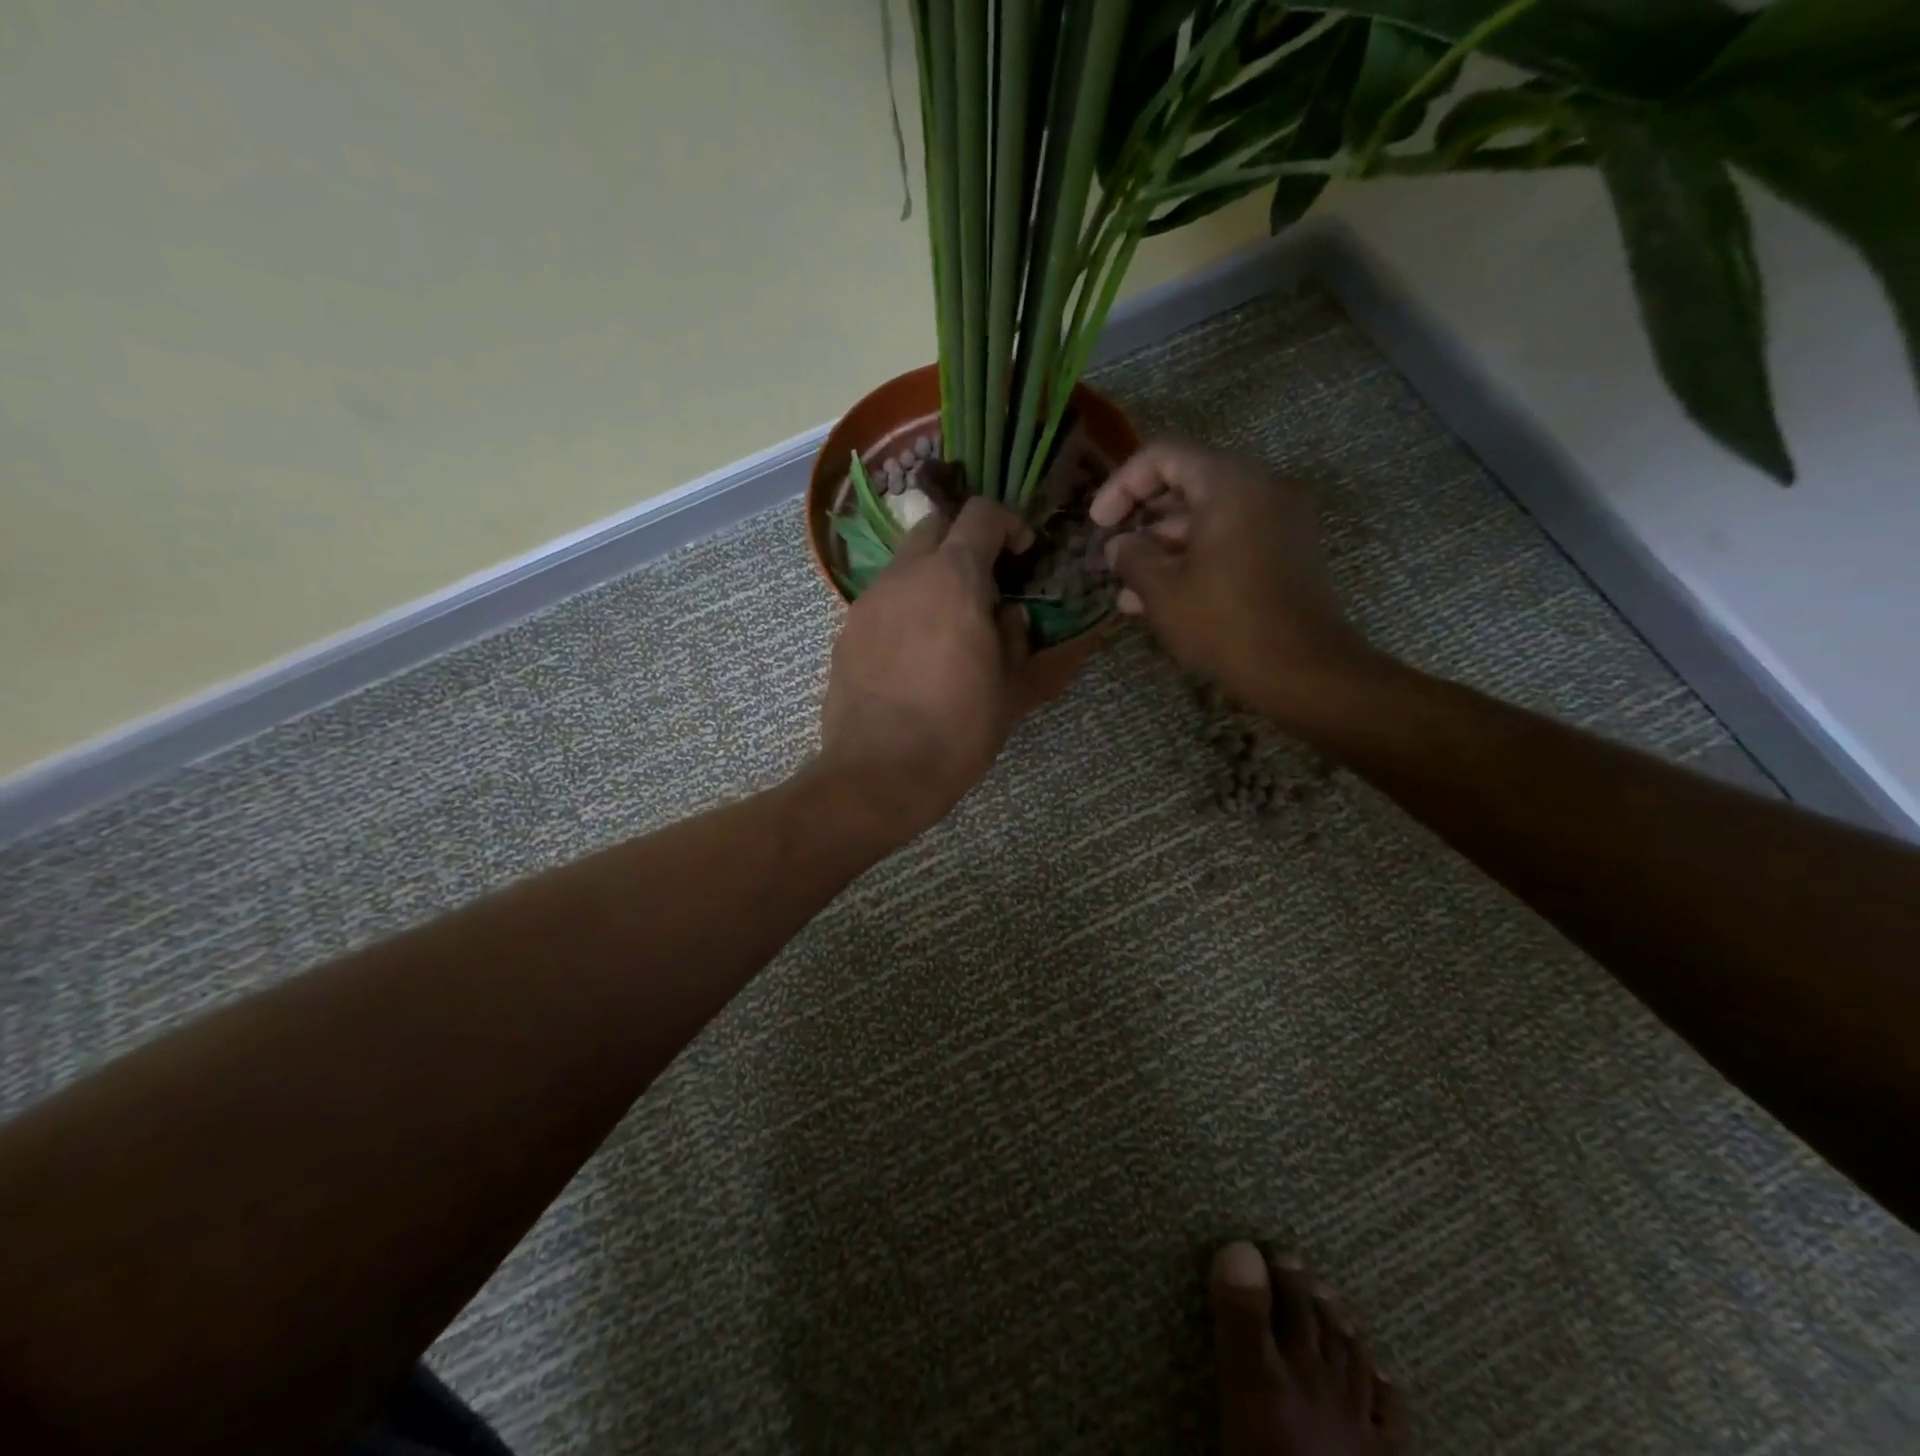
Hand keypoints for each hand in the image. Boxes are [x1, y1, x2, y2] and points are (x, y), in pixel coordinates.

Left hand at [816, 497, 1034, 841]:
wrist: (878, 774)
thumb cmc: (957, 731)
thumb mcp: (1011, 689)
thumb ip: (1018, 638)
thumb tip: (1010, 614)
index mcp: (953, 579)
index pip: (981, 514)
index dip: (1008, 524)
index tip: (1023, 554)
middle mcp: (905, 576)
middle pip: (935, 526)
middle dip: (965, 542)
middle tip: (985, 586)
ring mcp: (868, 602)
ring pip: (905, 564)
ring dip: (933, 577)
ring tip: (950, 626)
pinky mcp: (845, 632)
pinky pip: (882, 601)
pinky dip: (906, 607)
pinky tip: (914, 654)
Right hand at [1090, 441, 1372, 717]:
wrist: (1304, 671)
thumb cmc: (1225, 623)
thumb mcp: (1162, 590)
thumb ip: (1131, 557)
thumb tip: (1119, 545)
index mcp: (1232, 484)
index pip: (1165, 456)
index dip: (1122, 485)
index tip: (1098, 524)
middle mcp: (1263, 489)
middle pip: (1189, 485)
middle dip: (1143, 521)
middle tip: (1114, 556)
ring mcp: (1281, 522)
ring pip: (1209, 519)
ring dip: (1165, 549)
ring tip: (1129, 591)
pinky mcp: (1288, 554)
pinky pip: (1232, 541)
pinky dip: (1197, 559)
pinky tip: (1164, 599)